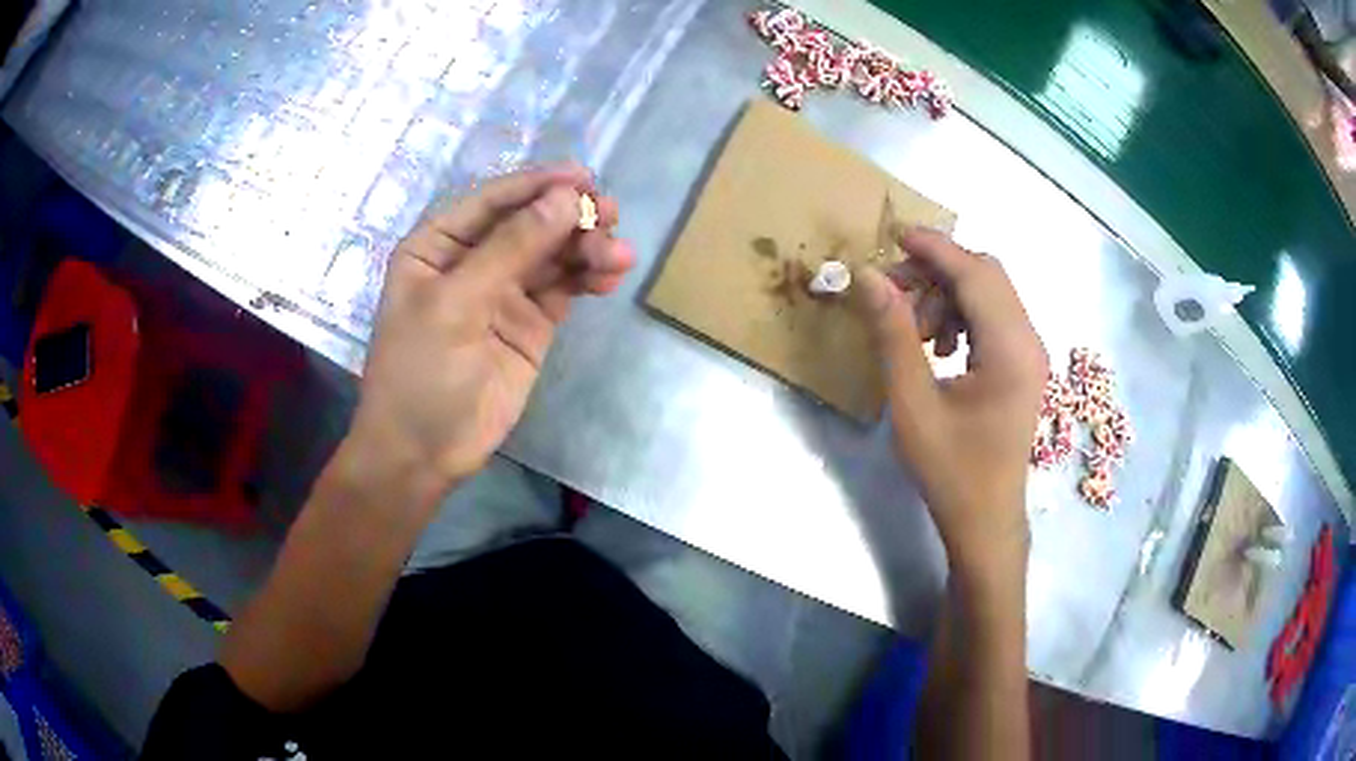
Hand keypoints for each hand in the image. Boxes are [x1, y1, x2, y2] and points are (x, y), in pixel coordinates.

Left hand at [345, 165, 634, 512]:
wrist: (423, 454)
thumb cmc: (420, 374)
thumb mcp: (455, 305)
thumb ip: (510, 249)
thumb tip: (566, 198)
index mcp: (438, 244)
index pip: (492, 201)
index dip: (537, 184)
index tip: (583, 178)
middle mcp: (472, 259)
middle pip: (530, 222)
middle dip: (570, 216)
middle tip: (609, 216)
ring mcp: (504, 291)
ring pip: (553, 253)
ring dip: (587, 247)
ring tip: (618, 254)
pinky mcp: (531, 323)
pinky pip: (565, 287)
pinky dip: (588, 277)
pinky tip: (610, 276)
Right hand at [855, 228, 1046, 579]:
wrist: (986, 520)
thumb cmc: (950, 470)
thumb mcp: (913, 404)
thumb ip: (892, 335)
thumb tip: (868, 277)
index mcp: (1011, 350)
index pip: (975, 274)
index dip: (934, 248)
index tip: (893, 236)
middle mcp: (1030, 341)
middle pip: (987, 275)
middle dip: (938, 271)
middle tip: (893, 291)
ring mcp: (1031, 353)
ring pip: (990, 294)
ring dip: (948, 295)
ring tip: (914, 331)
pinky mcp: (1024, 365)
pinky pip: (994, 317)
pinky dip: (962, 315)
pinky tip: (938, 346)